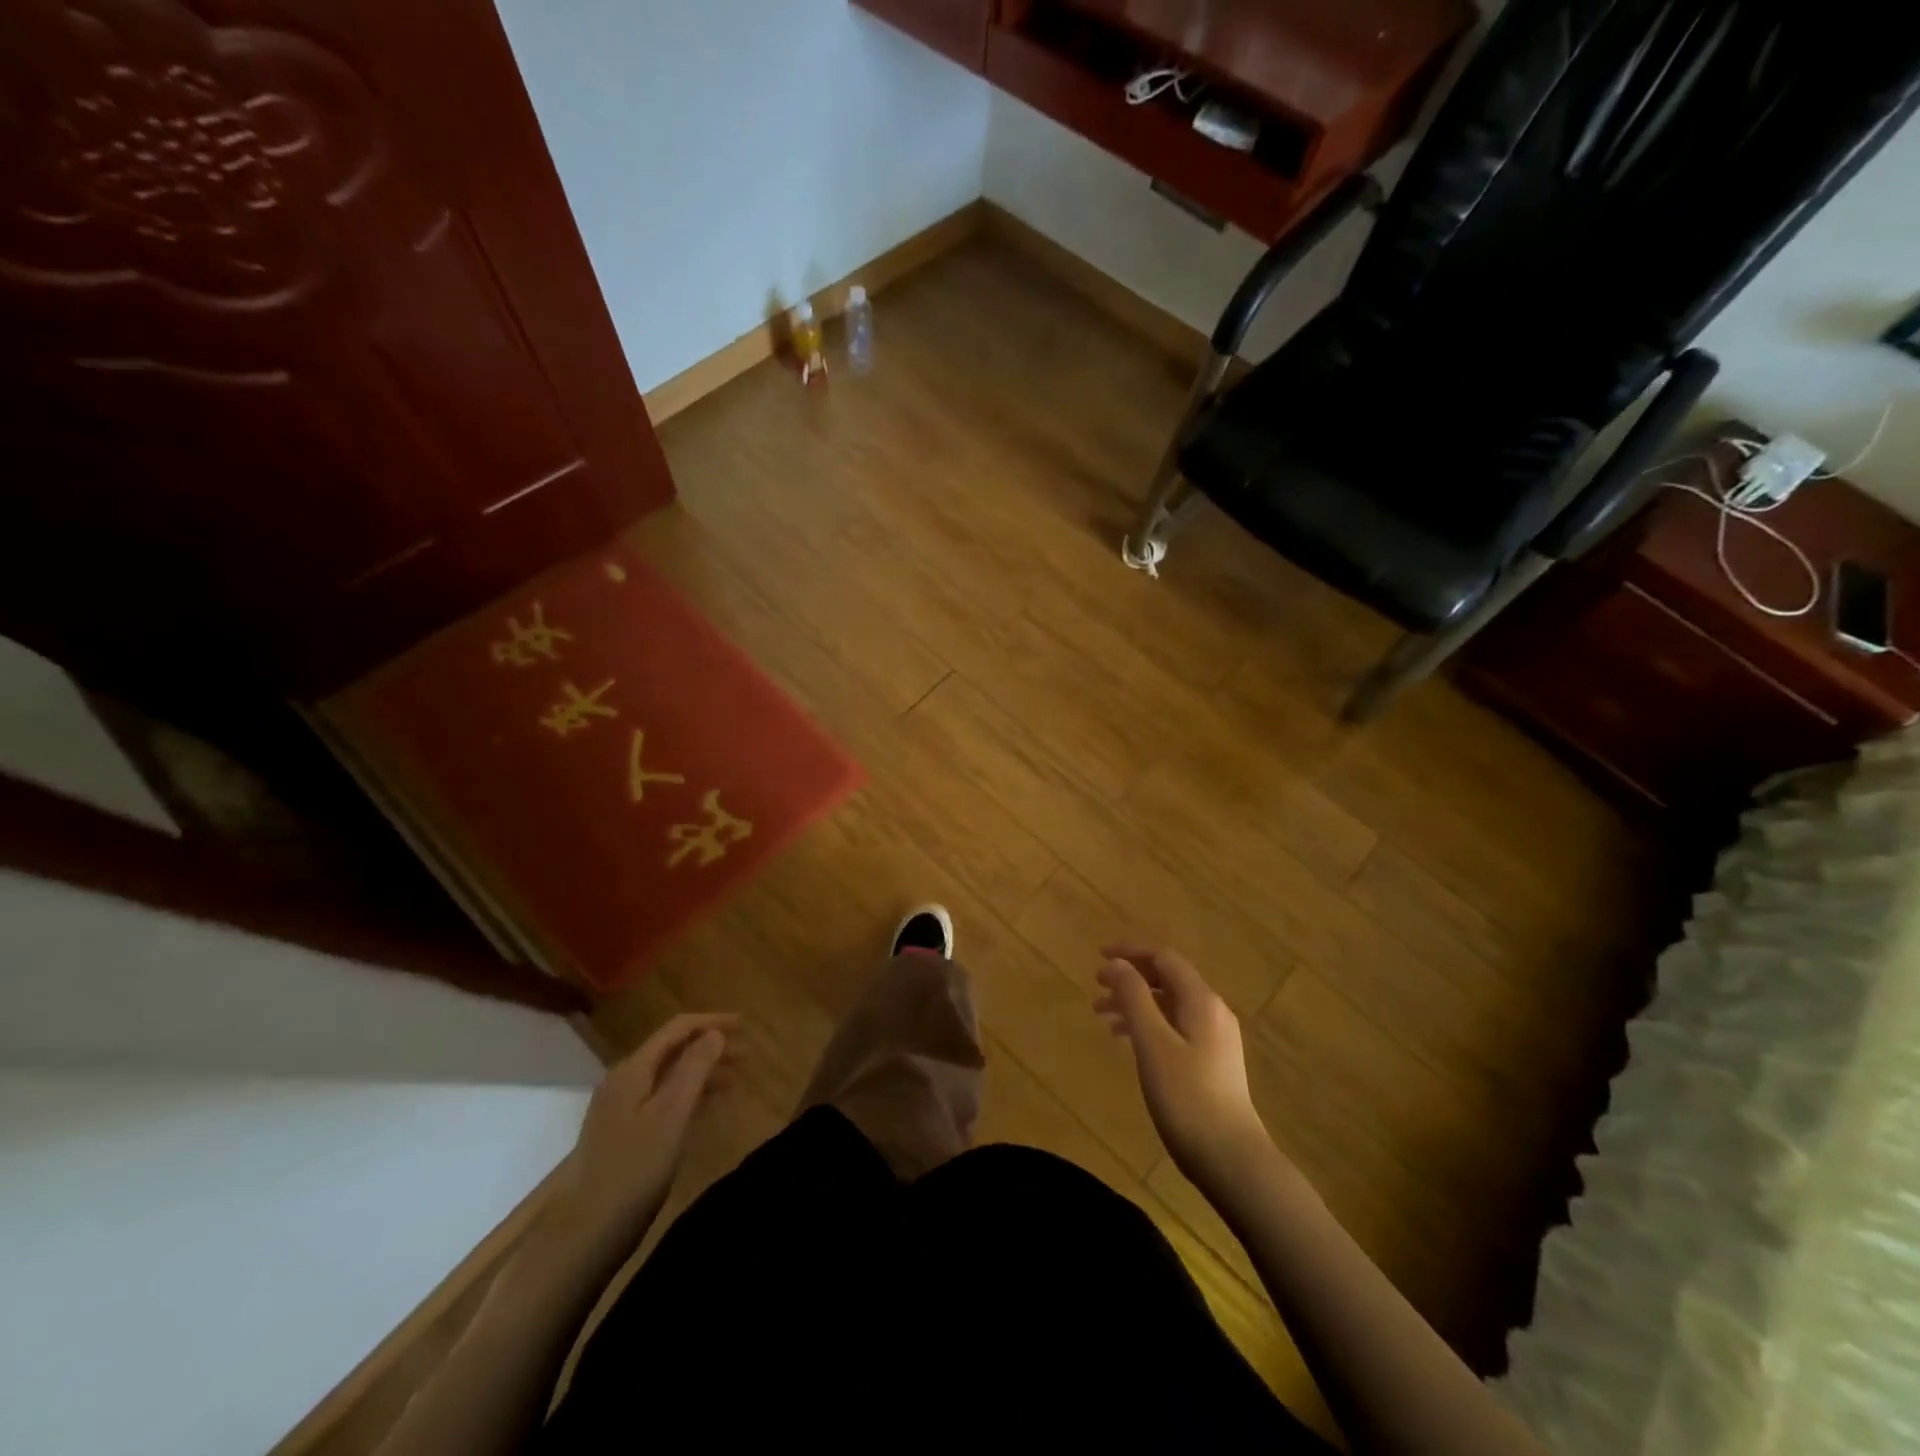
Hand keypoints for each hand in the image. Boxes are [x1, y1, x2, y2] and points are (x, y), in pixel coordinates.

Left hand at [548, 1013, 734, 1246]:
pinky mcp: (622, 1133)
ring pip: (669, 1075)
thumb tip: (714, 1033)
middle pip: (673, 1049)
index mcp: (633, 1069)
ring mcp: (620, 1108)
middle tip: (747, 1055)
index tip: (745, 1026)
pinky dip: (690, 1094)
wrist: (582, 1235)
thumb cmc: (632, 1170)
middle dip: (711, 1046)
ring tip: (736, 1079)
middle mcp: (624, 1080)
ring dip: (703, 1071)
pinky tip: (707, 1107)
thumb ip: (694, 1069)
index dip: (712, 1021)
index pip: (677, 1028)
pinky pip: (663, 1098)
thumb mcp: (671, 1115)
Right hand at [1094, 946, 1272, 1190]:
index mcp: (1201, 1000)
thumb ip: (1134, 997)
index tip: (1098, 956)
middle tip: (1096, 988)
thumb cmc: (1186, 1096)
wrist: (1232, 1159)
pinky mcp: (1213, 1063)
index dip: (1130, 953)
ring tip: (1102, 1017)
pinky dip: (1149, 1025)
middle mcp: (1213, 1012)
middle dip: (1130, 979)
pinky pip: (1175, 1028)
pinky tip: (1129, 1043)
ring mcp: (1216, 1039)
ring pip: (1169, 1006)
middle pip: (1167, 980)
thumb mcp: (1152, 1042)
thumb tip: (1118, 963)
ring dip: (1136, 1003)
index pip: (1164, 959)